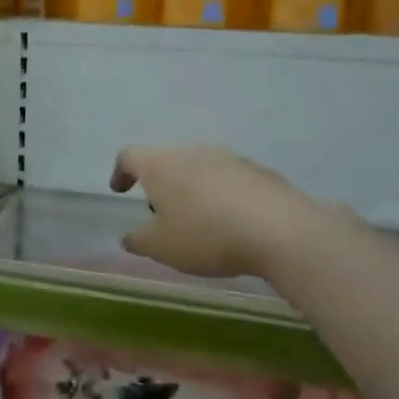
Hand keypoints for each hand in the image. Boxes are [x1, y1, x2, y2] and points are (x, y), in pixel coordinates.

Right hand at [110, 144, 336, 277]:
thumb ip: (138, 240)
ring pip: (199, 167)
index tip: (120, 190)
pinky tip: (230, 222)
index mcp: (160, 164)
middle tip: (160, 212)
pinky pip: (229, 179)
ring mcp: (228, 157)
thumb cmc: (205, 235)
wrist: (279, 230)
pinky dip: (221, 195)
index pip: (129, 156)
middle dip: (160, 183)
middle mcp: (192, 151)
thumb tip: (129, 235)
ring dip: (193, 188)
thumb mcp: (161, 247)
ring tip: (198, 220)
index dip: (120, 173)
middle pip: (167, 160)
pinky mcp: (258, 171)